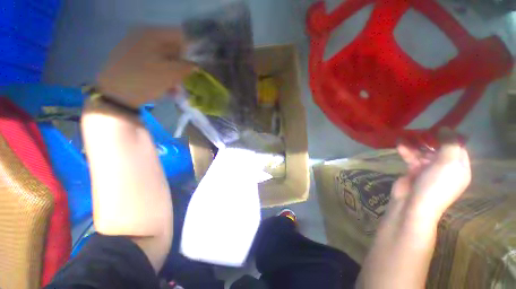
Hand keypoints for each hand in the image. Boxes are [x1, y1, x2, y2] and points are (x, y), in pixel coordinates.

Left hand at [97, 27, 193, 108]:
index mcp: (153, 34)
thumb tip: (197, 65)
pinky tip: (170, 88)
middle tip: (191, 77)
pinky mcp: (136, 61)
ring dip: (176, 72)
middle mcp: (145, 37)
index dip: (194, 49)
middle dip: (185, 63)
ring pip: (166, 58)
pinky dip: (166, 75)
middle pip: (173, 47)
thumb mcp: (171, 73)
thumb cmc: (144, 80)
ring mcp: (139, 49)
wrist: (115, 95)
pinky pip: (157, 65)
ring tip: (179, 87)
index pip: (181, 35)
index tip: (200, 64)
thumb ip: (188, 67)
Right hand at [393, 129, 470, 220]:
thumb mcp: (448, 164)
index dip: (449, 137)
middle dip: (430, 139)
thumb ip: (449, 145)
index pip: (458, 148)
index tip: (438, 127)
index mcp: (459, 168)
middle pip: (439, 149)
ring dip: (415, 144)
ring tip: (405, 135)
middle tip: (420, 130)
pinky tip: (399, 144)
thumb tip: (446, 128)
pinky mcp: (414, 171)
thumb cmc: (435, 185)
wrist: (413, 204)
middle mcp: (445, 168)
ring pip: (423, 152)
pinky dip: (406, 150)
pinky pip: (411, 157)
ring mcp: (428, 170)